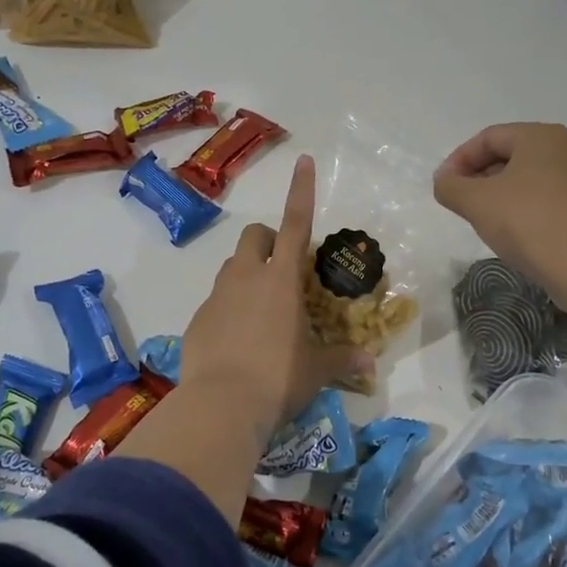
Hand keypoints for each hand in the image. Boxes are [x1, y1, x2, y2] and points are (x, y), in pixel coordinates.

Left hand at [179, 154, 372, 432]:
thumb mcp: (316, 370)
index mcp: (281, 280)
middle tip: (282, 270)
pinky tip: (237, 342)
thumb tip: (369, 363)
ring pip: (232, 267)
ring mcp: (217, 296)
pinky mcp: (197, 319)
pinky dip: (228, 310)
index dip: (301, 190)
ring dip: (248, 275)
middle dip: (268, 241)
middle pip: (254, 236)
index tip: (303, 161)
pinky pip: (216, 302)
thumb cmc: (278, 378)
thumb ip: (342, 359)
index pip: (296, 223)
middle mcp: (247, 277)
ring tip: (262, 311)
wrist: (220, 405)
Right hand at [433, 122, 566, 309]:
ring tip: (484, 219)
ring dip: (501, 194)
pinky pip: (548, 197)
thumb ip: (450, 187)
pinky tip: (515, 232)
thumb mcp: (476, 202)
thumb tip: (444, 182)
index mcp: (540, 136)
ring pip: (530, 177)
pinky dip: (525, 208)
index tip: (443, 187)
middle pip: (511, 154)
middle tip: (461, 203)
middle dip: (480, 176)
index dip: (459, 160)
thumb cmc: (528, 222)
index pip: (488, 138)